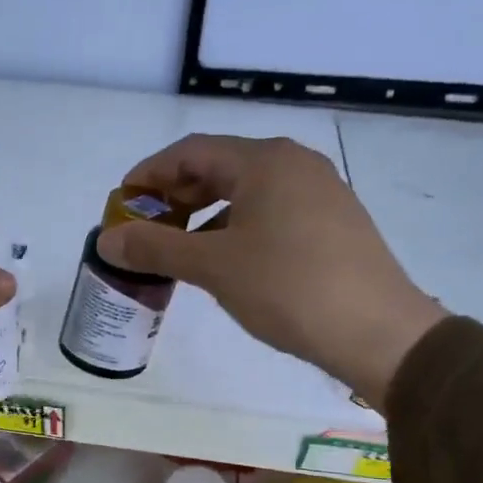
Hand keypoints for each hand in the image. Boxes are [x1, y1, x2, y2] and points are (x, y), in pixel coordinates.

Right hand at [97, 135, 445, 408]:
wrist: (375, 331)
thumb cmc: (287, 287)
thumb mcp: (213, 267)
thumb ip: (156, 248)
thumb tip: (107, 241)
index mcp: (264, 161)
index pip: (191, 151)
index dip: (149, 174)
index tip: (122, 202)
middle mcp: (294, 164)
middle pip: (220, 167)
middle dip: (176, 196)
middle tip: (145, 228)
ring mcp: (319, 192)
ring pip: (246, 193)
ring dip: (205, 216)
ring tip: (179, 250)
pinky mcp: (332, 223)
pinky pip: (270, 213)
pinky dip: (236, 229)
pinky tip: (224, 262)